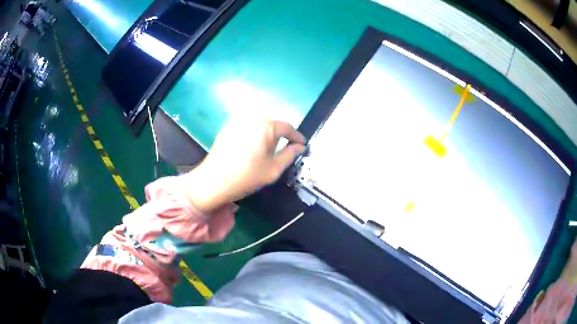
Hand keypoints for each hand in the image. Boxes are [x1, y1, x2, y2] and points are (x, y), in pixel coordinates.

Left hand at [185, 119, 305, 212]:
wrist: (213, 181)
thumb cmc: (246, 177)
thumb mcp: (273, 169)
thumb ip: (289, 155)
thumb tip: (299, 147)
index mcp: (265, 126)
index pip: (287, 128)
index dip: (297, 137)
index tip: (302, 145)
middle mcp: (252, 117)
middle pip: (273, 124)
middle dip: (280, 136)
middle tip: (283, 151)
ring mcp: (238, 120)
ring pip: (260, 125)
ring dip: (266, 135)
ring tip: (266, 152)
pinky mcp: (228, 126)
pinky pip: (247, 127)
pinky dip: (254, 135)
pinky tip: (251, 150)